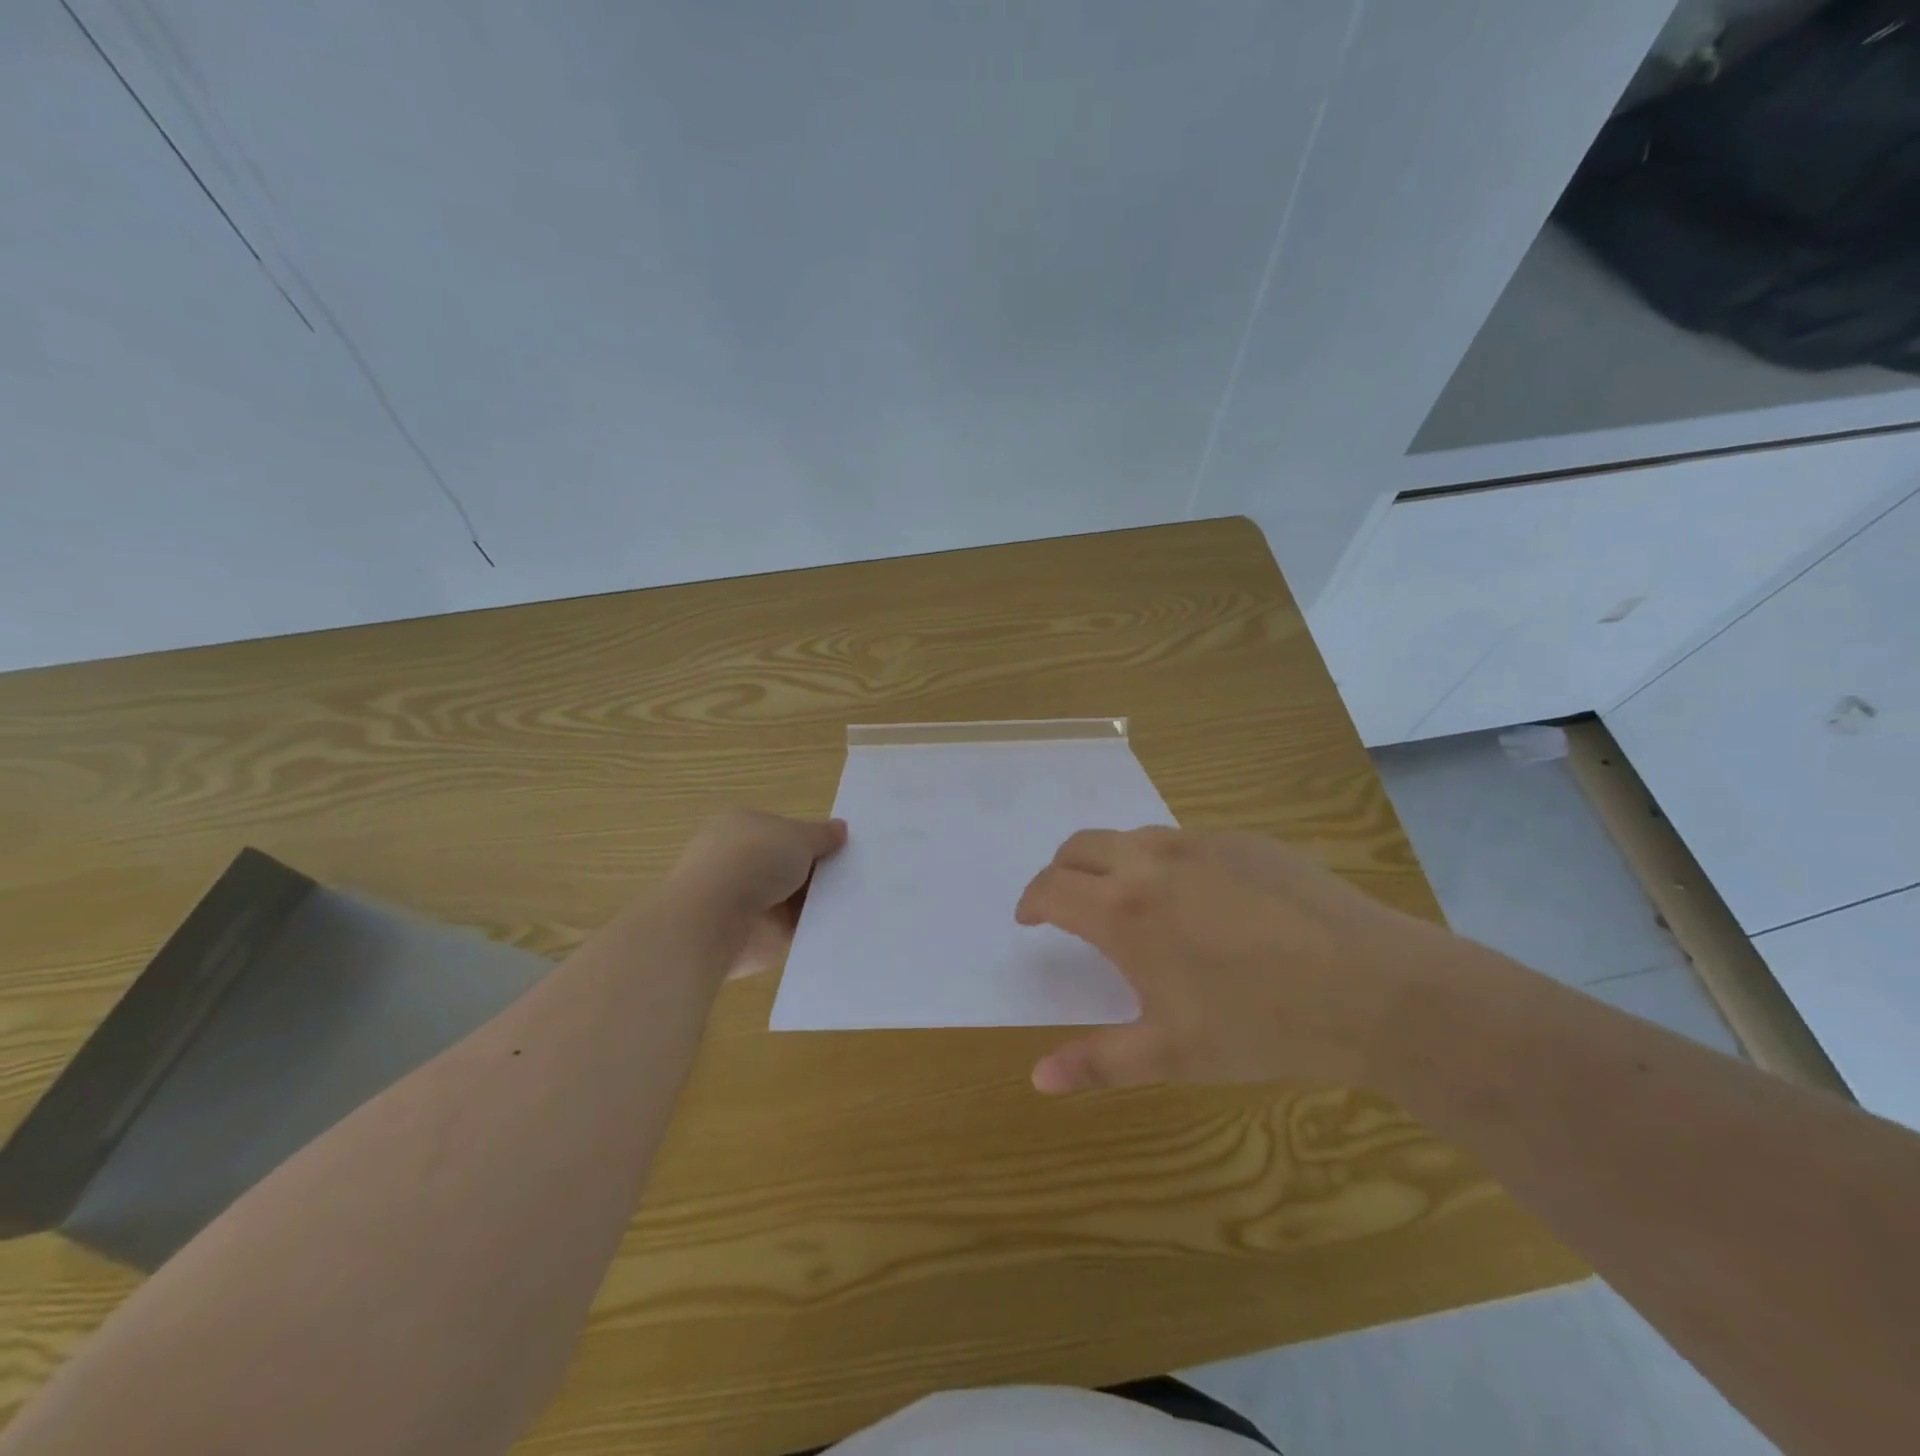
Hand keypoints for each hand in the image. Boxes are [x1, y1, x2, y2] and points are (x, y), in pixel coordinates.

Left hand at [669, 810, 847, 979]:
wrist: (716, 920)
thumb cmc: (754, 860)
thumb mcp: (798, 836)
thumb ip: (822, 835)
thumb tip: (841, 829)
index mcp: (745, 828)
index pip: (786, 831)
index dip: (814, 839)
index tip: (845, 847)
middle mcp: (744, 862)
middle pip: (792, 864)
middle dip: (820, 869)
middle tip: (860, 872)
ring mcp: (750, 900)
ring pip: (796, 896)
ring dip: (818, 898)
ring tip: (860, 896)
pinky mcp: (759, 934)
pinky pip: (796, 926)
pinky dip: (815, 925)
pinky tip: (844, 922)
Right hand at [1015, 826, 1456, 1092]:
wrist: (1375, 988)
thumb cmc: (1263, 1026)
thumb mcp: (1173, 1053)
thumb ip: (1098, 1062)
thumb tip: (1037, 1078)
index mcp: (1124, 910)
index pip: (1051, 887)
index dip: (1031, 901)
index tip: (1031, 920)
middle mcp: (1151, 861)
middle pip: (1080, 845)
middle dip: (1062, 871)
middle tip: (1070, 905)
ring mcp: (1200, 843)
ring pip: (1132, 836)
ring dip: (1113, 862)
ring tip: (1134, 903)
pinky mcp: (1244, 840)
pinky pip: (1185, 840)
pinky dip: (1166, 861)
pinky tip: (1203, 901)